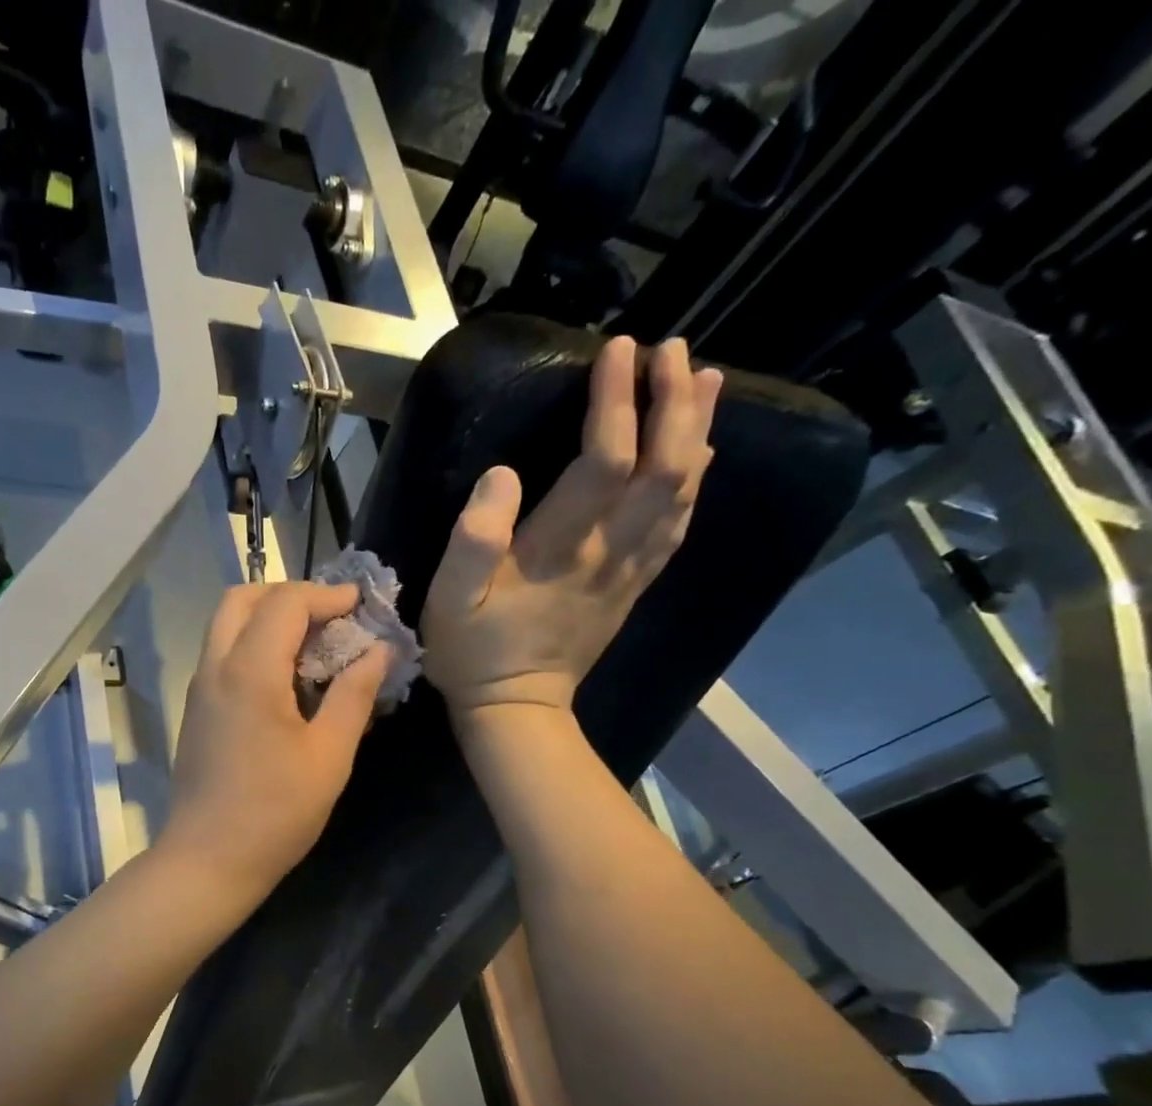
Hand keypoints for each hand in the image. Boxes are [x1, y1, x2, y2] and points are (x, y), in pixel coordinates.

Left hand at [160, 582, 390, 895]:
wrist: (207, 860)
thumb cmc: (275, 812)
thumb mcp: (329, 755)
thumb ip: (354, 694)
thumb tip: (377, 651)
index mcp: (249, 671)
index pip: (285, 603)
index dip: (326, 595)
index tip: (360, 605)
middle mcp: (215, 667)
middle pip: (242, 599)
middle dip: (288, 595)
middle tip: (329, 618)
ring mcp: (199, 689)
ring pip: (226, 625)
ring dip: (267, 618)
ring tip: (313, 646)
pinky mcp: (196, 710)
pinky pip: (222, 654)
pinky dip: (252, 644)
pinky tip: (286, 678)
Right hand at [423, 336, 722, 718]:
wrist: (516, 709)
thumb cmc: (473, 653)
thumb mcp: (448, 602)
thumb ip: (472, 540)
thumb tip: (502, 475)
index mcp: (560, 550)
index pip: (604, 461)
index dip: (615, 402)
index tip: (615, 351)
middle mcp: (609, 552)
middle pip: (664, 467)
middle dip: (672, 402)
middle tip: (670, 351)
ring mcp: (630, 569)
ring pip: (683, 491)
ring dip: (697, 430)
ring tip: (702, 378)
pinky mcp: (635, 583)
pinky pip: (679, 523)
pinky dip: (696, 478)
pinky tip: (701, 450)